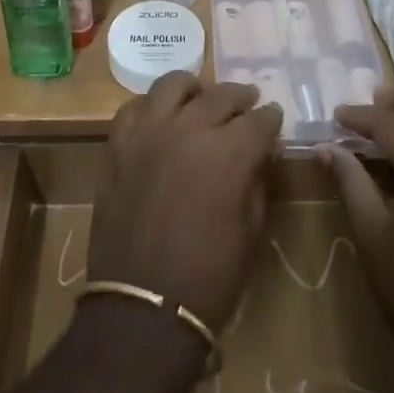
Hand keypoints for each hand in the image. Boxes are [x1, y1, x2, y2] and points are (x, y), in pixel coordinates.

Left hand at [88, 73, 282, 332]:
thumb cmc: (208, 278)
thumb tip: (262, 153)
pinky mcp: (118, 143)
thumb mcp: (250, 232)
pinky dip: (152, 106)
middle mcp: (189, 129)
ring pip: (173, 85)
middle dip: (240, 97)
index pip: (258, 121)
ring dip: (194, 89)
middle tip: (248, 101)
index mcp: (228, 153)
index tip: (274, 118)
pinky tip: (160, 116)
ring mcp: (149, 132)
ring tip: (201, 96)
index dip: (271, 119)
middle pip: (220, 95)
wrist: (143, 307)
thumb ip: (258, 181)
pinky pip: (135, 107)